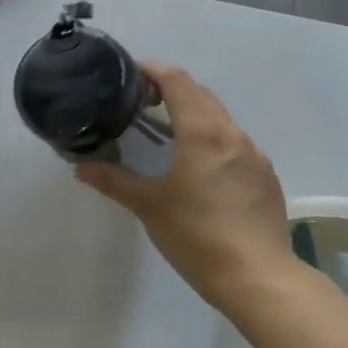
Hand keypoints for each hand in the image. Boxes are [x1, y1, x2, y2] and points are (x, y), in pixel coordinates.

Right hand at [74, 63, 290, 305]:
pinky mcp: (266, 177)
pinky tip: (201, 168)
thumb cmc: (197, 235)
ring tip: (169, 133)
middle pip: (201, 95)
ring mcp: (255, 155)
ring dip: (195, 114)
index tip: (134, 72)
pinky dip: (214, 140)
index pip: (178, 82)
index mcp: (202, 132)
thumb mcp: (149, 206)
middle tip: (143, 100)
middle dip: (173, 89)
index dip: (155, 69)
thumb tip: (80, 168)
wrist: (258, 278)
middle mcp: (232, 134)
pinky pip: (236, 144)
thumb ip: (114, 181)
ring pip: (221, 120)